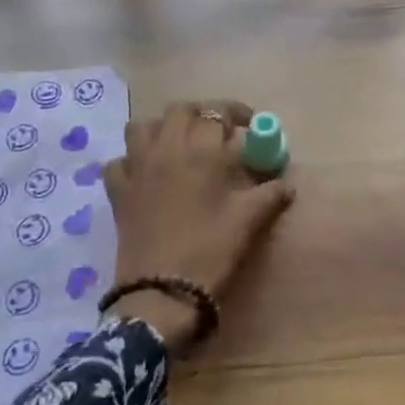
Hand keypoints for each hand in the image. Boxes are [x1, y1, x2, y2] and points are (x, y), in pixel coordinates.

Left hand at [102, 100, 293, 351]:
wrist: (162, 293)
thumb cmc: (210, 251)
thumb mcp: (248, 221)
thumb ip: (270, 195)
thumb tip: (287, 184)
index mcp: (200, 152)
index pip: (217, 113)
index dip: (236, 114)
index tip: (249, 126)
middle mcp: (166, 150)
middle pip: (179, 110)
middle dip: (200, 113)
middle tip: (216, 133)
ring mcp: (136, 169)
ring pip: (141, 127)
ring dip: (161, 128)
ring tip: (178, 145)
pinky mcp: (118, 193)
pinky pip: (117, 163)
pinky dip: (130, 162)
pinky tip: (144, 175)